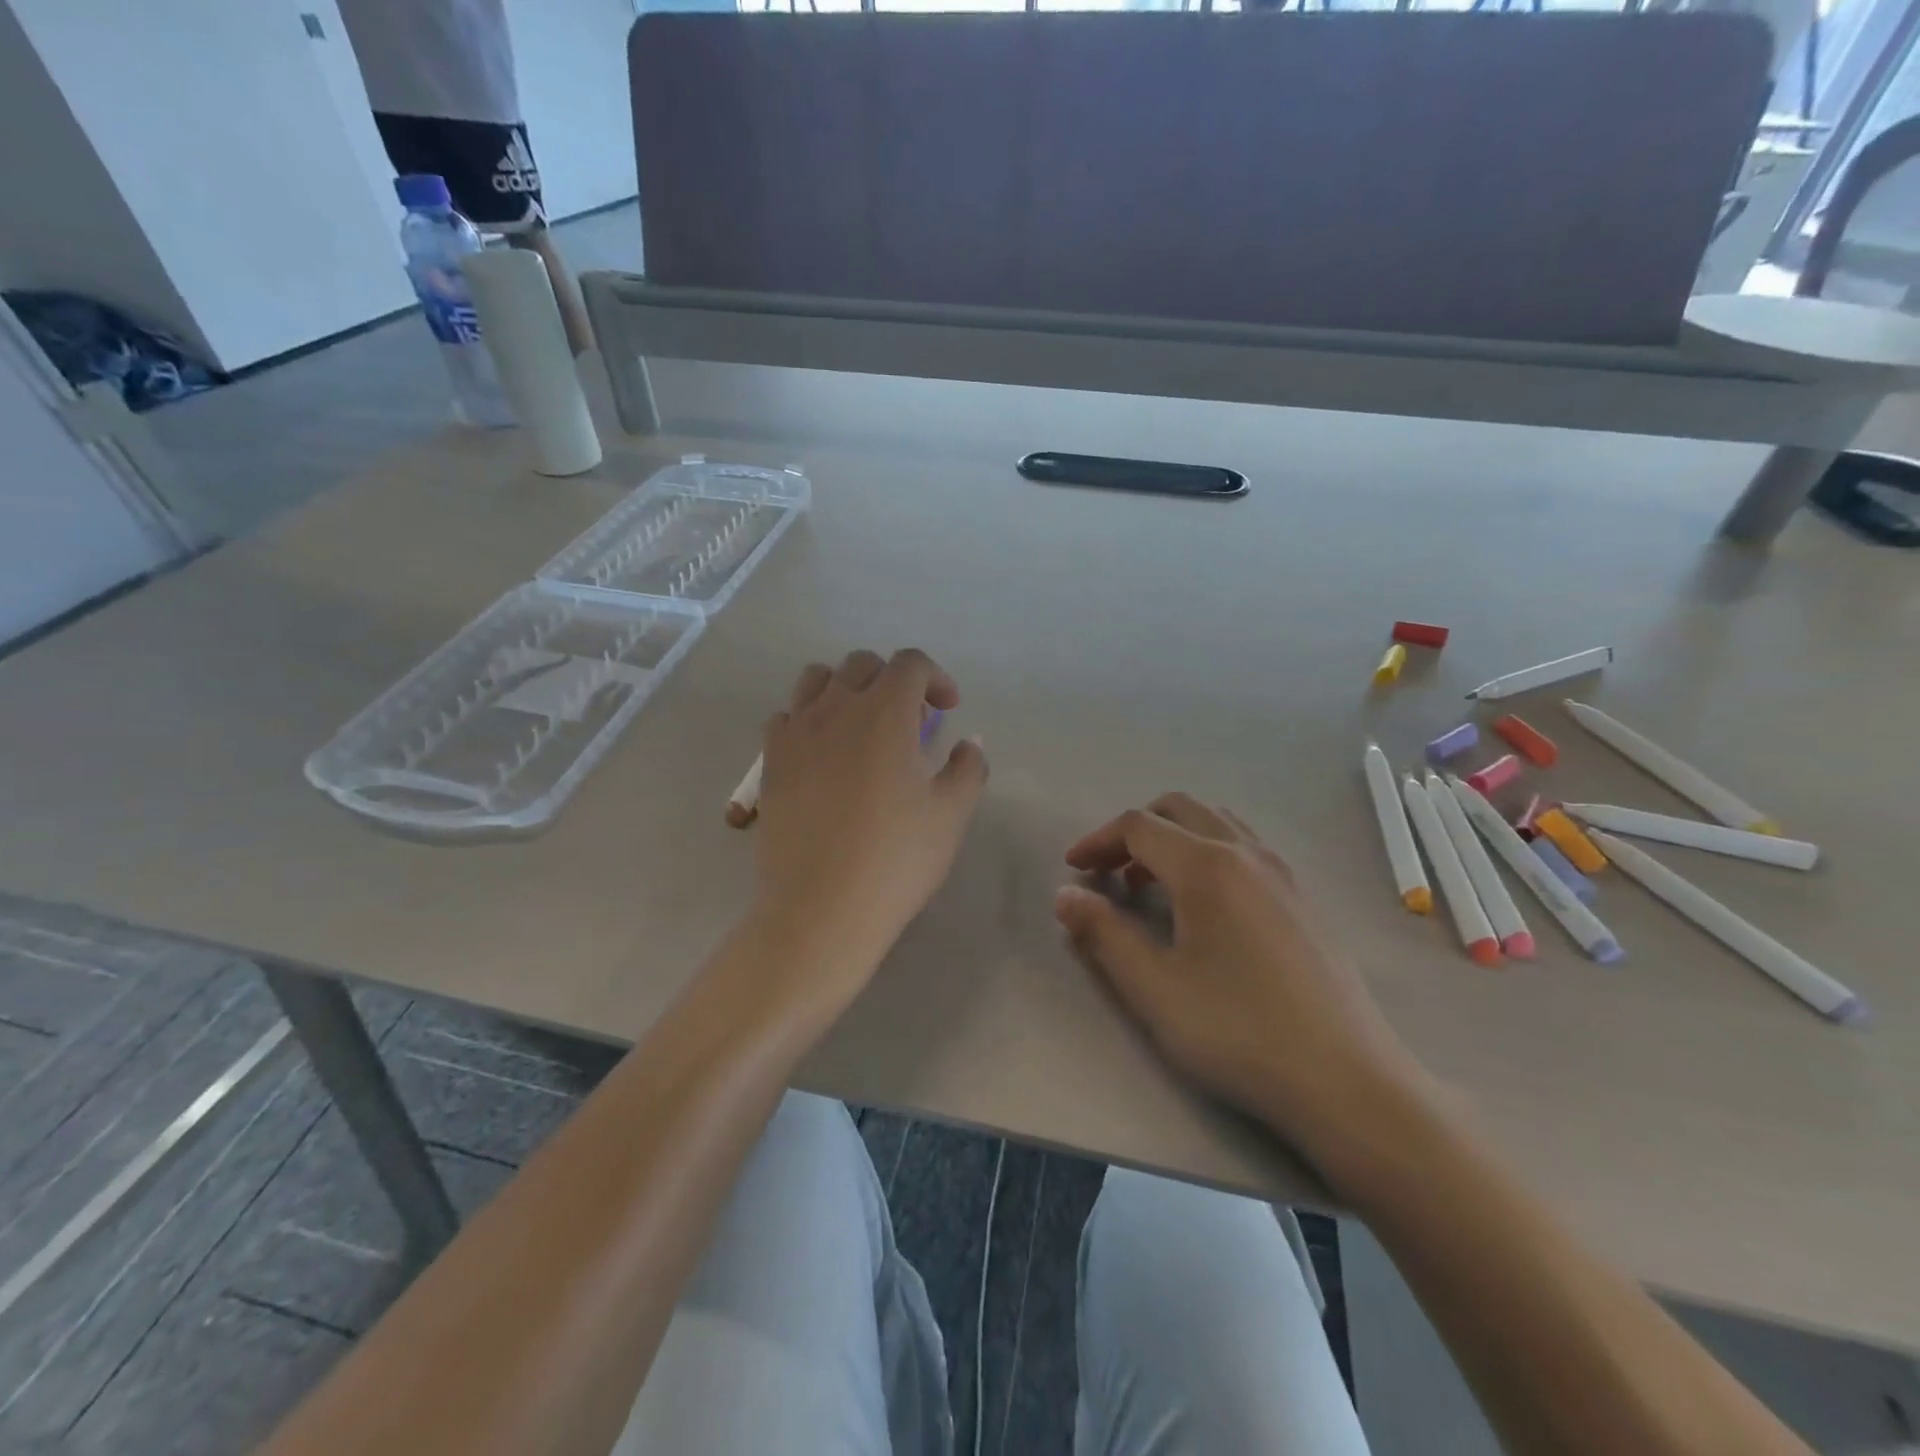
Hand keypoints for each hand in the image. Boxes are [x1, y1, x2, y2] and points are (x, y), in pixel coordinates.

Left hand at [750, 649, 987, 1021]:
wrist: (821, 908)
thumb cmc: (896, 859)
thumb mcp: (951, 815)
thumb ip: (968, 768)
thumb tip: (968, 744)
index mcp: (885, 712)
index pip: (910, 663)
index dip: (935, 678)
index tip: (947, 711)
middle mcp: (836, 708)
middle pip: (862, 663)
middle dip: (892, 679)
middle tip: (909, 720)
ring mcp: (796, 732)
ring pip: (817, 679)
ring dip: (846, 688)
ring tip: (861, 725)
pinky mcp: (770, 761)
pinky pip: (786, 716)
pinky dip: (808, 719)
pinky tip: (822, 752)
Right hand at [1054, 794, 1425, 1174]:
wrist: (1348, 1080)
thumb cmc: (1239, 1031)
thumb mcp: (1154, 988)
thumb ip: (1104, 934)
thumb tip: (1065, 895)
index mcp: (1207, 866)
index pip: (1138, 826)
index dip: (1097, 840)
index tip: (1072, 869)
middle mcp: (1247, 853)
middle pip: (1180, 809)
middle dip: (1134, 830)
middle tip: (1107, 870)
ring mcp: (1283, 873)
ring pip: (1217, 824)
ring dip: (1173, 839)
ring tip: (1149, 885)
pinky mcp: (1304, 899)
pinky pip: (1245, 848)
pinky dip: (1208, 853)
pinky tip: (1204, 907)